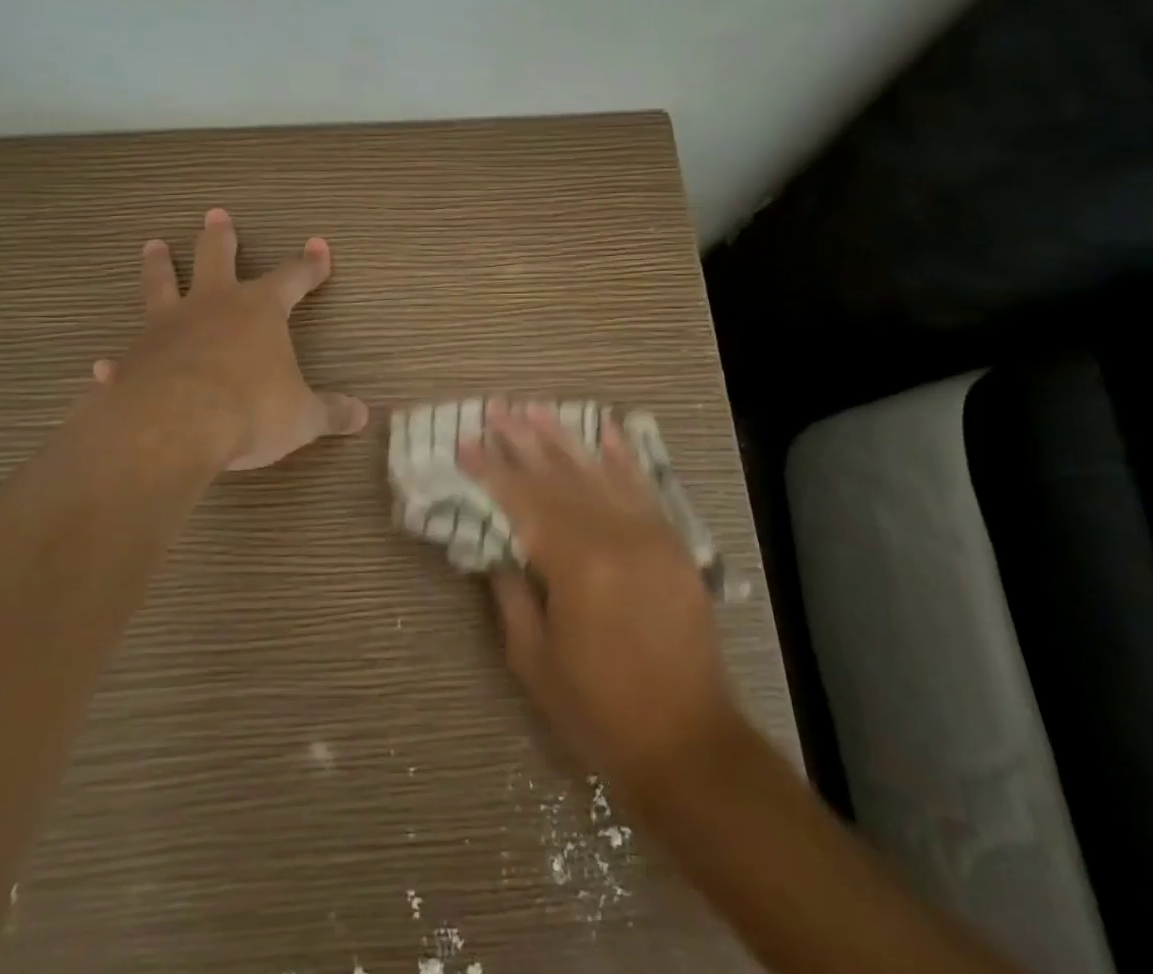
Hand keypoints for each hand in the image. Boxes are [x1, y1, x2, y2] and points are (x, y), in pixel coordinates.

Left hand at [94, 208, 367, 470]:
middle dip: (220, 237)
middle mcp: (212, 306)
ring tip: (153, 246)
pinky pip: (126, 356)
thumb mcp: (302, 416)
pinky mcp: (134, 359)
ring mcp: (167, 328)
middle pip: (215, 257)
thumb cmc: (250, 410)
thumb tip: (363, 415)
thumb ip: (331, 413)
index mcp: (259, 310)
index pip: (292, 277)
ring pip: (161, 284)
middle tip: (215, 214)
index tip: (318, 246)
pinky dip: (119, 362)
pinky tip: (104, 366)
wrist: (176, 426)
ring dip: (159, 265)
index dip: (309, 264)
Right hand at [458, 401, 736, 797]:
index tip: (464, 442)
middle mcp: (615, 536)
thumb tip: (498, 548)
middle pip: (558, 477)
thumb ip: (511, 594)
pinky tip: (605, 429)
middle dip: (522, 440)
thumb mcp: (534, 661)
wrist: (688, 744)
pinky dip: (623, 456)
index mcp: (576, 565)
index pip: (522, 502)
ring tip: (535, 408)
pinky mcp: (673, 544)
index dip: (490, 470)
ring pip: (598, 472)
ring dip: (564, 438)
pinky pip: (643, 488)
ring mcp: (649, 535)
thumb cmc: (599, 710)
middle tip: (496, 409)